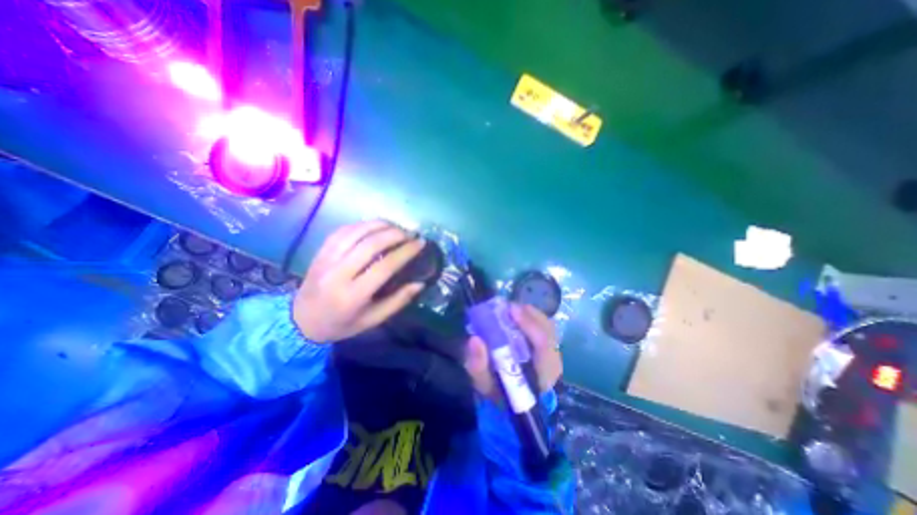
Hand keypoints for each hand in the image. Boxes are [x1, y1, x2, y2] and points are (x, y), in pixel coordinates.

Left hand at [290, 219, 426, 343]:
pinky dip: (362, 225)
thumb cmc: (342, 324)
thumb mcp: (373, 320)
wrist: (301, 321)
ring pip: (356, 232)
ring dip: (380, 225)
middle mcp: (338, 274)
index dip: (406, 251)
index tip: (420, 243)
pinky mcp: (320, 252)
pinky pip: (342, 231)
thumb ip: (398, 301)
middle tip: (410, 233)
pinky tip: (374, 225)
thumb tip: (420, 283)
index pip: (385, 266)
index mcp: (353, 295)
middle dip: (395, 234)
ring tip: (396, 226)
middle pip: (371, 244)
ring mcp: (326, 260)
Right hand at [463, 307, 561, 398]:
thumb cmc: (497, 393)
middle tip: (507, 307)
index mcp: (540, 376)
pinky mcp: (551, 351)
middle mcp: (553, 364)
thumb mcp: (484, 384)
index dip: (529, 325)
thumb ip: (478, 365)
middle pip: (548, 331)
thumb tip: (474, 339)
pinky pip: (545, 329)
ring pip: (548, 328)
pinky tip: (518, 317)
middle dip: (528, 315)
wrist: (511, 402)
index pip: (543, 346)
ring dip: (530, 315)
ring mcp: (554, 357)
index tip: (511, 310)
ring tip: (511, 310)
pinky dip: (532, 318)